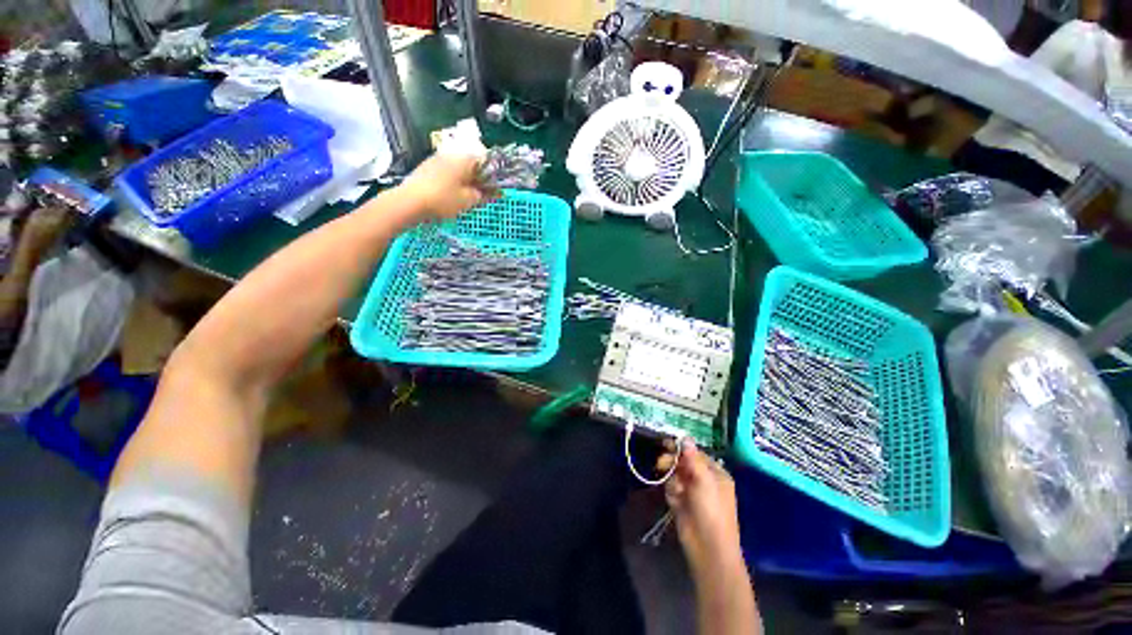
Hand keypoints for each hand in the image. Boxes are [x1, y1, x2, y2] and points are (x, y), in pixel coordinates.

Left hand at [398, 153, 492, 221]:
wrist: (410, 202)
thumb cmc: (444, 199)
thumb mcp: (469, 200)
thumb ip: (484, 194)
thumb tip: (495, 191)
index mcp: (464, 159)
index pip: (485, 160)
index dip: (493, 175)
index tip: (495, 189)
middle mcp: (451, 154)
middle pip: (471, 164)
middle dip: (479, 178)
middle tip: (483, 196)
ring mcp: (437, 159)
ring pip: (459, 168)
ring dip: (466, 180)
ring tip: (467, 197)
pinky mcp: (427, 167)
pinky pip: (447, 172)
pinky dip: (454, 181)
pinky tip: (452, 195)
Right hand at [657, 441, 742, 579]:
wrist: (708, 548)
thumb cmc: (712, 511)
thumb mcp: (704, 481)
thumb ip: (693, 459)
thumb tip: (686, 437)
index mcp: (715, 474)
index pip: (696, 454)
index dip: (682, 449)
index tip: (667, 444)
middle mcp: (704, 480)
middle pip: (684, 463)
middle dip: (672, 462)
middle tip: (661, 463)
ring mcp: (692, 492)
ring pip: (675, 475)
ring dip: (672, 479)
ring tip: (675, 489)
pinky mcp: (682, 503)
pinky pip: (672, 489)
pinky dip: (671, 492)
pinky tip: (675, 501)